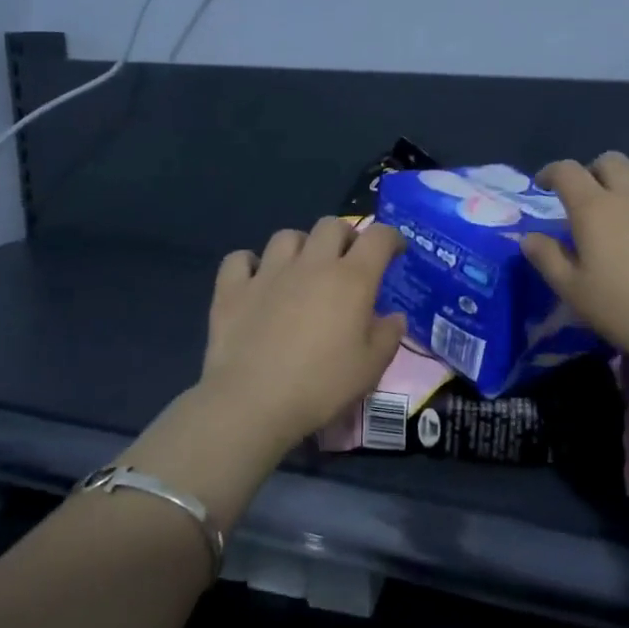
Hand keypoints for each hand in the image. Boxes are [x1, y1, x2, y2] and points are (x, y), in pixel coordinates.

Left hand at [198, 216, 408, 447]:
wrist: (253, 402)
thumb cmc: (321, 386)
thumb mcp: (371, 368)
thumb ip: (388, 336)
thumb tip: (394, 317)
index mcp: (351, 279)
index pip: (379, 237)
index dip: (391, 238)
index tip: (395, 251)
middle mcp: (311, 264)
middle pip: (332, 225)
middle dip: (345, 236)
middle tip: (348, 261)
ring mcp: (268, 273)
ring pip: (287, 236)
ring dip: (301, 246)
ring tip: (302, 269)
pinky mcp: (233, 289)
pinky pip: (240, 259)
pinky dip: (250, 264)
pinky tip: (256, 281)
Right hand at [520, 152, 628, 374]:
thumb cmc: (625, 311)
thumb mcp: (573, 291)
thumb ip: (547, 258)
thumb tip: (530, 236)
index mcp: (595, 208)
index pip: (567, 171)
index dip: (551, 172)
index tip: (544, 185)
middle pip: (610, 161)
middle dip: (594, 172)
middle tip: (590, 198)